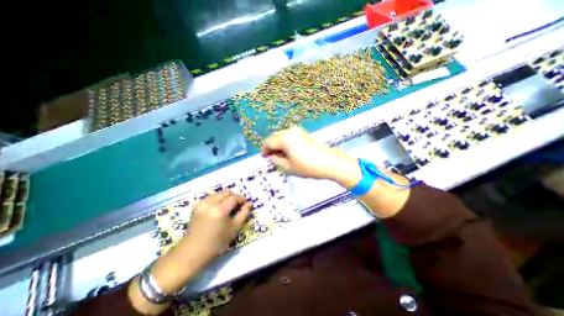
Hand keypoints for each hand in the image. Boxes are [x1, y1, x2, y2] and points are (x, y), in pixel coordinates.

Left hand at [147, 191, 250, 294]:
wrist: (193, 251)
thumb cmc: (217, 242)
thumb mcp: (234, 228)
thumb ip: (244, 213)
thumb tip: (250, 203)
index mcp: (220, 210)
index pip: (234, 197)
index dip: (242, 199)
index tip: (246, 204)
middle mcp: (210, 203)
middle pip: (226, 192)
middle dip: (234, 197)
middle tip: (237, 206)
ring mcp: (202, 204)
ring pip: (218, 193)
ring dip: (225, 198)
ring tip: (228, 208)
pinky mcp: (197, 206)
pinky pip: (210, 198)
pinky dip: (217, 200)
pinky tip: (218, 210)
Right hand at [261, 126, 360, 185]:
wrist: (329, 162)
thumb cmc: (308, 166)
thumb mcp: (289, 167)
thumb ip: (276, 160)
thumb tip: (270, 156)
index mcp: (284, 139)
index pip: (268, 142)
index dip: (264, 150)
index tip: (264, 157)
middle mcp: (290, 131)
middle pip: (274, 136)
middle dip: (271, 146)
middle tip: (272, 157)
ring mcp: (298, 131)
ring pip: (282, 135)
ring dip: (278, 143)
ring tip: (281, 155)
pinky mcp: (304, 133)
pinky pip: (289, 135)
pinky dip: (285, 142)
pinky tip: (289, 151)